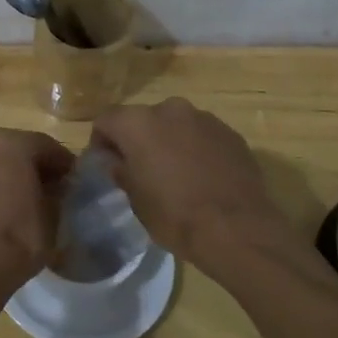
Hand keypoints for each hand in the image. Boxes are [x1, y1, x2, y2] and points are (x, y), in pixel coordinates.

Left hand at [0, 129, 74, 299]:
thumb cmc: (19, 239)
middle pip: (15, 150)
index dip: (63, 164)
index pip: (46, 146)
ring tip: (18, 201)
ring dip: (6, 174)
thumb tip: (56, 186)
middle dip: (32, 166)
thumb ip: (57, 191)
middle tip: (48, 189)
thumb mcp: (53, 214)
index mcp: (10, 144)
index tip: (72, 180)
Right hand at [90, 98, 290, 265]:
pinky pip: (203, 136)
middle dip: (138, 140)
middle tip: (141, 170)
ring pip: (176, 125)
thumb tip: (116, 160)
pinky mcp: (231, 133)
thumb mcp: (135, 199)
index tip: (107, 165)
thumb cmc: (174, 214)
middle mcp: (170, 109)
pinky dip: (197, 149)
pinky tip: (203, 177)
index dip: (101, 142)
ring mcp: (204, 118)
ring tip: (176, 174)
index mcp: (138, 123)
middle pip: (143, 119)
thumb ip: (121, 170)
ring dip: (170, 142)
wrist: (236, 228)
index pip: (106, 121)